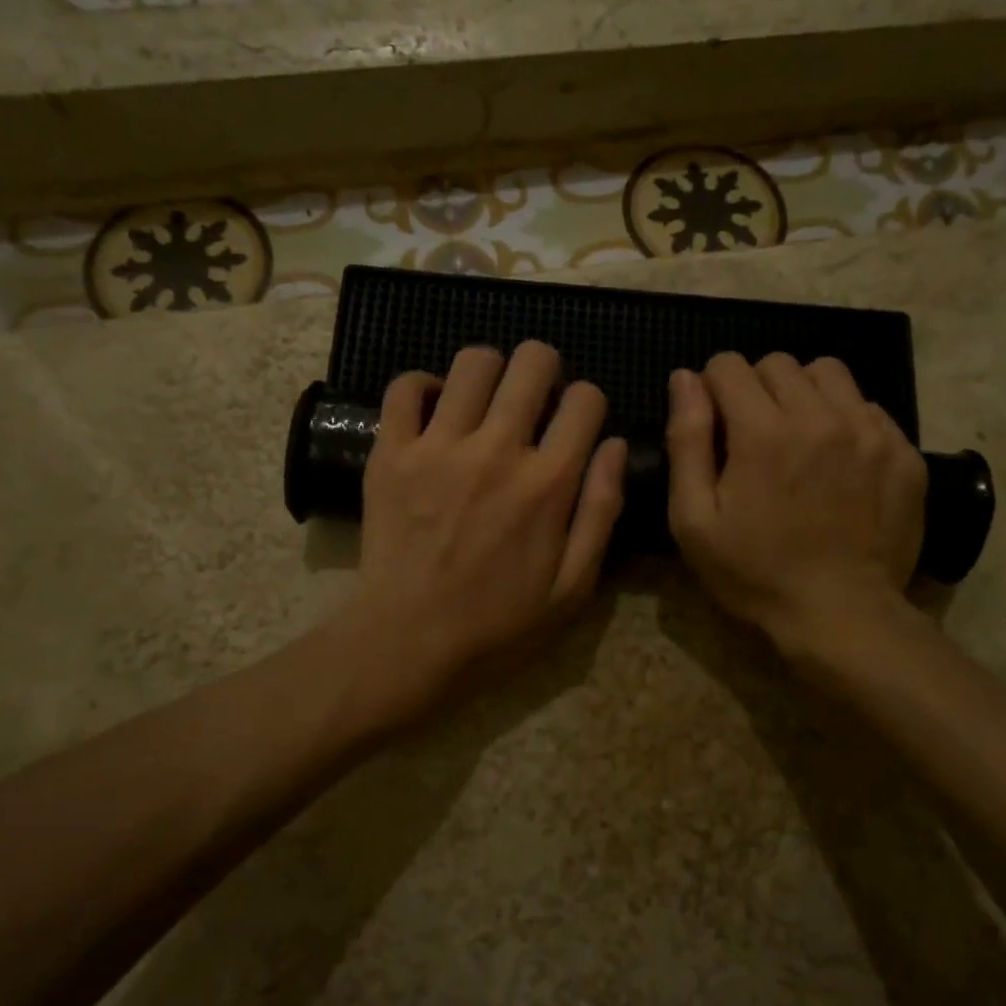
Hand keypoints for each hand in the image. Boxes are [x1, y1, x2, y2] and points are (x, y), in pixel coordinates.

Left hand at [339, 341, 627, 711]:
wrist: (408, 643)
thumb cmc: (498, 624)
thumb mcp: (573, 587)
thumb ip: (602, 510)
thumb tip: (615, 445)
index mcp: (548, 483)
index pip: (586, 400)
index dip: (588, 402)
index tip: (576, 423)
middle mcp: (497, 450)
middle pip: (532, 362)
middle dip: (545, 367)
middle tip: (535, 397)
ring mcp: (438, 447)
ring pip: (473, 362)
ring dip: (490, 371)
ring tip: (486, 400)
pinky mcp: (391, 452)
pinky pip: (404, 387)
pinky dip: (424, 385)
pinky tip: (436, 408)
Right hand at [665, 352, 925, 653]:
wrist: (842, 615)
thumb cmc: (755, 573)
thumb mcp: (695, 520)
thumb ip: (687, 441)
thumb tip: (685, 378)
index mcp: (763, 432)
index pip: (729, 365)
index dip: (711, 388)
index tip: (714, 425)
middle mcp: (820, 416)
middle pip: (778, 363)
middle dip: (755, 389)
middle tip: (752, 437)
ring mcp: (870, 431)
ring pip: (828, 374)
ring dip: (803, 394)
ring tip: (798, 438)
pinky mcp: (903, 451)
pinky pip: (868, 406)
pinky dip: (844, 419)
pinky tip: (837, 461)